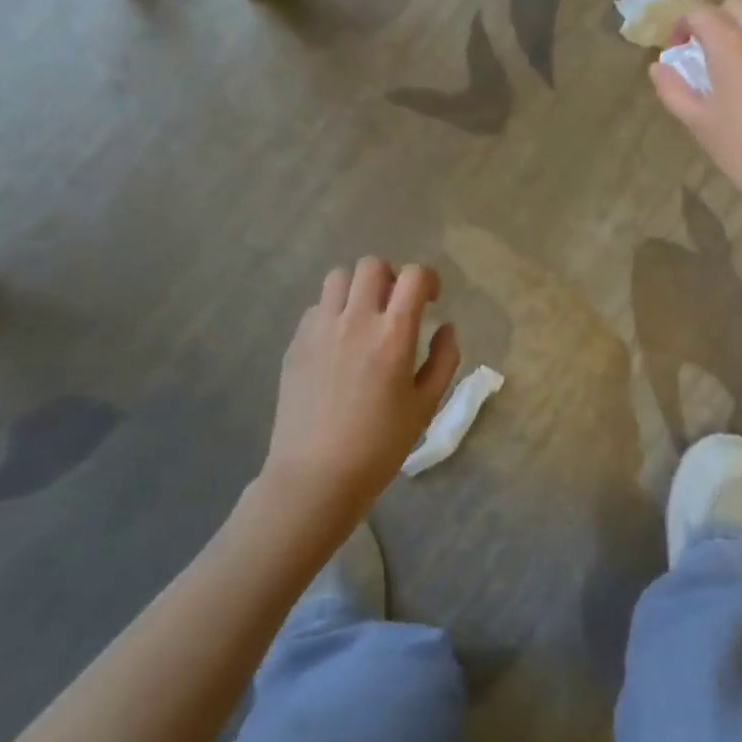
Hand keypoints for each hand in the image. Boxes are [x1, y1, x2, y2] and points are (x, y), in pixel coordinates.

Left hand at [260, 258, 460, 518]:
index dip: (429, 280)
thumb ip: (444, 359)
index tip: (431, 301)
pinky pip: (316, 307)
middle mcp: (356, 320)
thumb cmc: (380, 444)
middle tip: (396, 306)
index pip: (414, 275)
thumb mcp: (426, 404)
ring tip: (364, 317)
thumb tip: (446, 327)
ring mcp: (320, 329)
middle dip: (391, 277)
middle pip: (372, 265)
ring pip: (338, 277)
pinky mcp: (296, 343)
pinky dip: (333, 312)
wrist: (316, 476)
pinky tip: (338, 344)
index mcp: (394, 334)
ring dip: (357, 288)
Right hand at [651, 0, 741, 225]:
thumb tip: (658, 67)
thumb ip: (674, 90)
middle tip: (703, 55)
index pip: (699, 11)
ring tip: (732, 72)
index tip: (675, 50)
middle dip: (715, 20)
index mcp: (731, 44)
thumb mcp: (700, 124)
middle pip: (736, 5)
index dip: (682, 24)